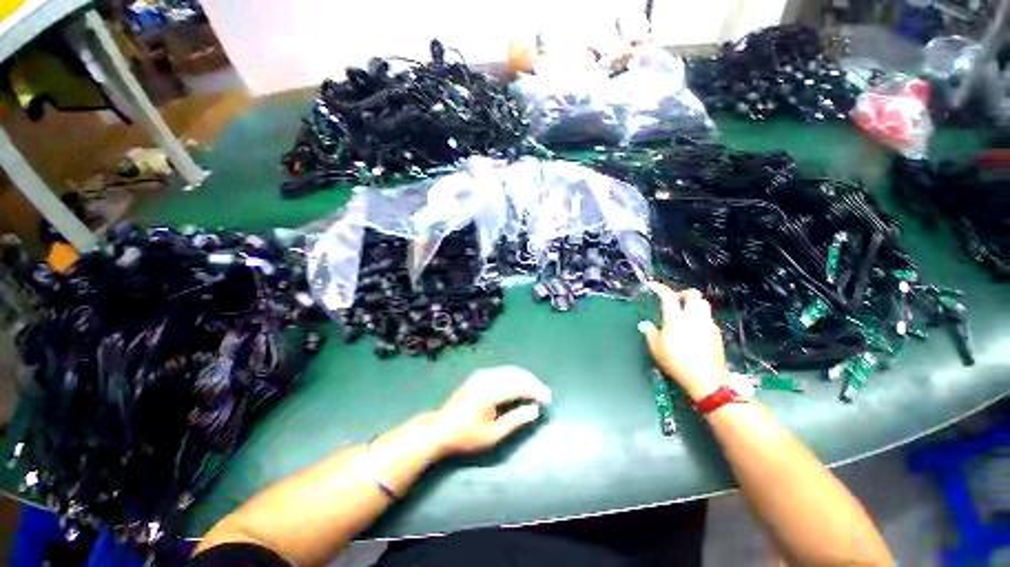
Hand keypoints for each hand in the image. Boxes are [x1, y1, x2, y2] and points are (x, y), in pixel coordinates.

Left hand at [431, 366, 551, 456]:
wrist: (440, 428)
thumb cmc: (466, 436)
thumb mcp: (492, 435)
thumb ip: (515, 420)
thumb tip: (535, 410)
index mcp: (490, 392)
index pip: (519, 386)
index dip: (535, 390)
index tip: (547, 399)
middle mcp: (487, 378)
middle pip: (516, 374)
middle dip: (532, 382)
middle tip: (544, 393)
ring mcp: (482, 374)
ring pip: (510, 370)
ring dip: (525, 378)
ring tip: (535, 389)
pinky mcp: (479, 375)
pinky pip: (502, 371)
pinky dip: (515, 376)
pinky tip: (520, 384)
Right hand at [638, 282, 727, 401]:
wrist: (706, 379)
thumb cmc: (676, 362)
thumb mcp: (656, 348)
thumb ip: (650, 333)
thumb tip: (644, 324)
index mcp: (676, 318)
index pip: (668, 296)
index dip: (660, 287)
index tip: (652, 285)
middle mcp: (693, 317)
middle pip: (693, 294)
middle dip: (683, 293)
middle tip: (675, 300)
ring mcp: (708, 323)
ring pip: (704, 304)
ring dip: (694, 303)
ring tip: (685, 312)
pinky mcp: (716, 332)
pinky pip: (708, 317)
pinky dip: (700, 315)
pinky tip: (694, 327)